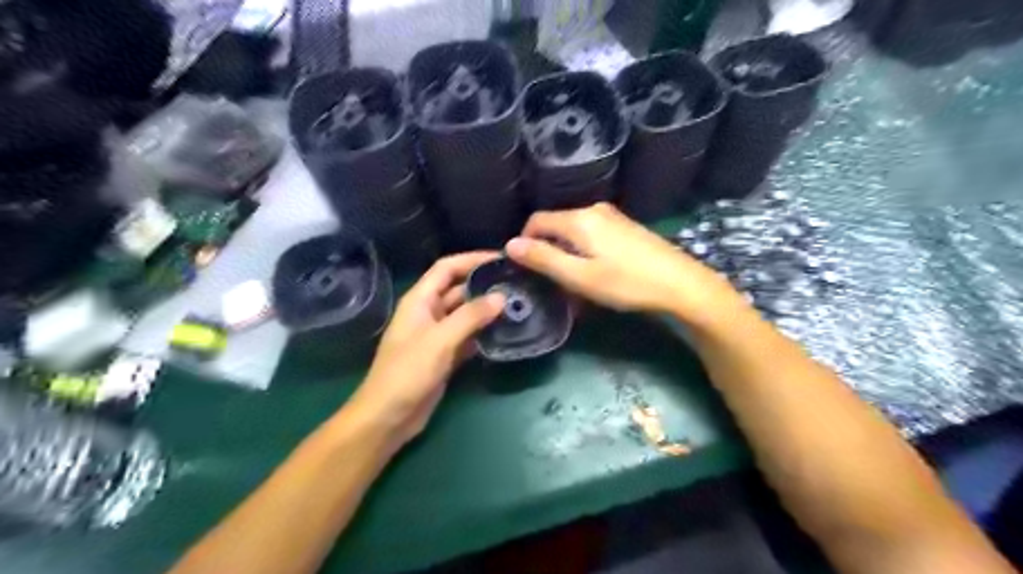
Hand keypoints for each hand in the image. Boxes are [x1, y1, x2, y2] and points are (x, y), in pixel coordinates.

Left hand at [348, 253, 506, 445]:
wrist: (389, 417)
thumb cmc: (408, 372)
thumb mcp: (440, 340)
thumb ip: (471, 316)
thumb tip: (501, 296)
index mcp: (420, 300)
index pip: (447, 268)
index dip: (472, 259)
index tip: (500, 258)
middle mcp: (429, 312)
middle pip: (459, 290)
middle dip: (484, 285)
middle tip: (516, 283)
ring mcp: (437, 335)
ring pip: (466, 315)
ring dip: (487, 310)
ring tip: (517, 304)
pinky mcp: (445, 356)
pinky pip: (468, 337)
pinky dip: (484, 333)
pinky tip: (505, 332)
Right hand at [503, 204, 745, 324]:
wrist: (681, 284)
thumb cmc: (626, 283)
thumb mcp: (579, 277)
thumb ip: (543, 259)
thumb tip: (510, 244)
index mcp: (578, 219)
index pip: (537, 221)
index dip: (525, 242)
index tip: (527, 269)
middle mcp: (594, 210)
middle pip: (556, 225)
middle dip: (547, 250)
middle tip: (552, 281)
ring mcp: (613, 217)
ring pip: (575, 231)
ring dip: (567, 252)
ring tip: (574, 281)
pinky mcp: (626, 227)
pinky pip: (593, 234)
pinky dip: (585, 250)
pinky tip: (597, 271)